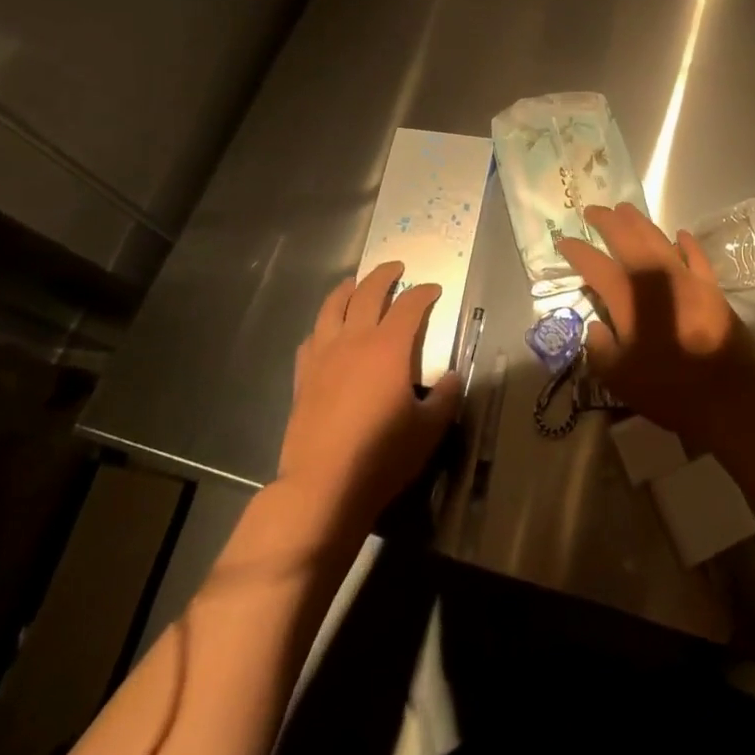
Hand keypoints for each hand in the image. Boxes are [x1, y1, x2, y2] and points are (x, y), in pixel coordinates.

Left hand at [274, 261, 460, 532]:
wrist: (323, 486)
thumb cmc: (382, 456)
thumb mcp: (429, 429)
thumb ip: (446, 397)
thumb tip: (452, 377)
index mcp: (388, 347)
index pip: (409, 305)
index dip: (424, 293)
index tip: (434, 289)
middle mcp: (354, 341)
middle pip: (368, 293)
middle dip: (384, 275)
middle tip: (396, 267)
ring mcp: (323, 356)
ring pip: (333, 307)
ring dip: (347, 289)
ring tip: (355, 283)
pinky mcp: (303, 376)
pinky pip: (312, 337)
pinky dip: (323, 324)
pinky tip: (327, 330)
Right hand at [554, 203, 754, 438]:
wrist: (728, 392)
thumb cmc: (668, 387)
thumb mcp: (619, 379)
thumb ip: (600, 350)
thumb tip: (595, 328)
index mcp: (628, 297)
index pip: (595, 266)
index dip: (577, 251)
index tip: (564, 241)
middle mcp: (655, 277)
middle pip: (627, 238)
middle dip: (607, 221)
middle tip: (593, 210)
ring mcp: (685, 277)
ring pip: (658, 238)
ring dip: (639, 222)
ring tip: (625, 210)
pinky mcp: (710, 285)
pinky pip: (695, 254)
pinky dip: (684, 242)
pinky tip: (678, 234)